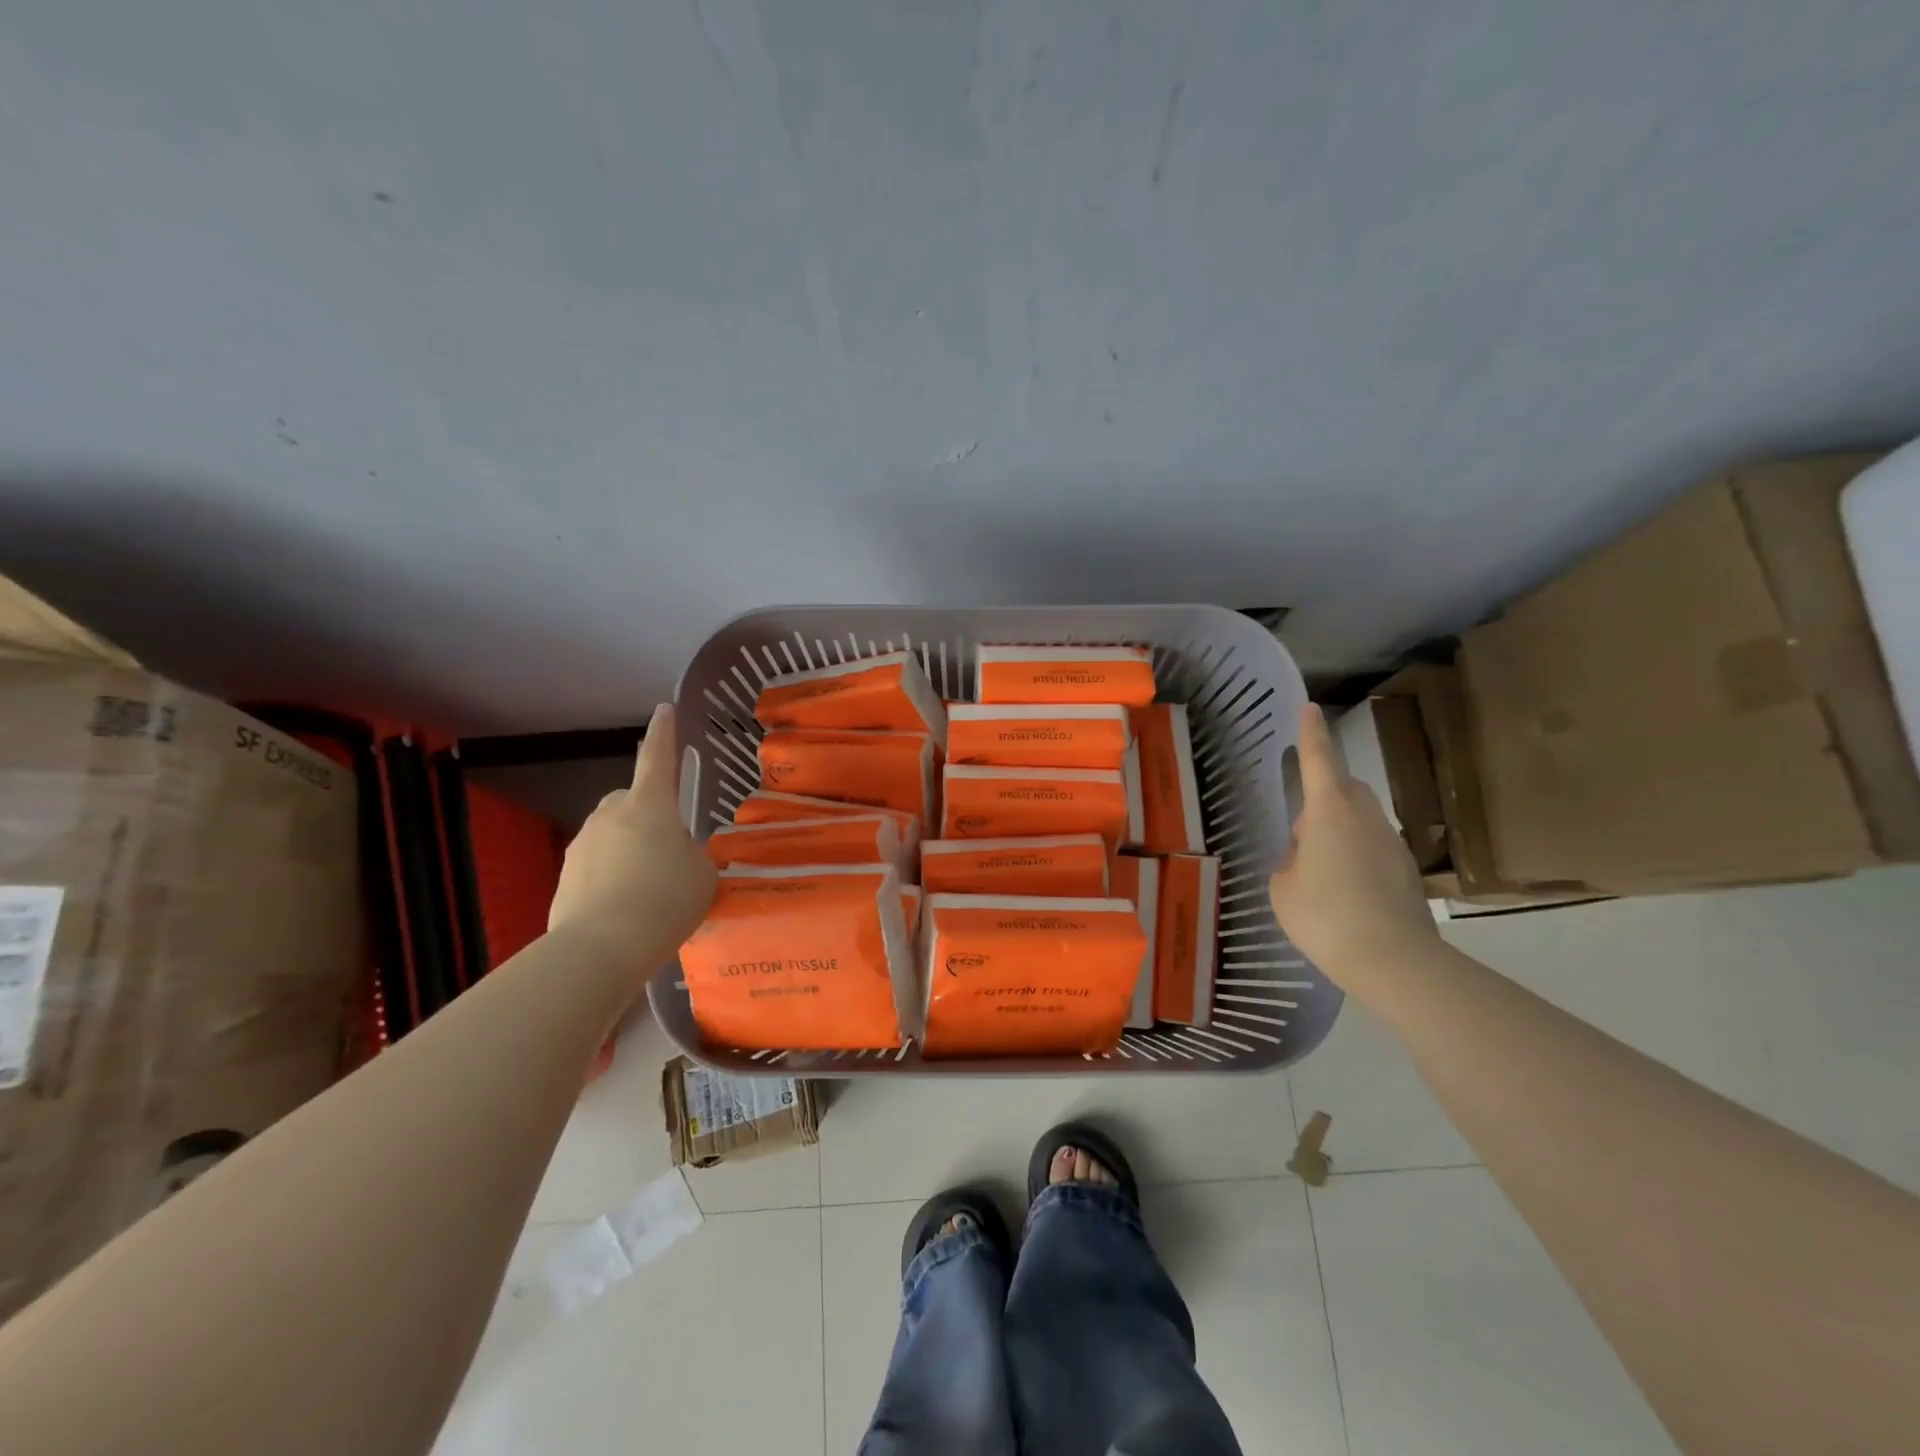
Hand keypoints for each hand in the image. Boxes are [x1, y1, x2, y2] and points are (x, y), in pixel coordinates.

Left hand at [549, 704, 717, 956]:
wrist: (601, 948)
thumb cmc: (665, 900)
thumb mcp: (702, 874)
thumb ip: (692, 855)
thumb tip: (676, 856)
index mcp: (650, 805)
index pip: (658, 757)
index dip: (664, 733)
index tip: (664, 710)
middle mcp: (611, 816)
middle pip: (631, 801)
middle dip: (646, 816)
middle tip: (667, 849)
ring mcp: (582, 846)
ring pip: (612, 837)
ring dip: (629, 852)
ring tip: (649, 892)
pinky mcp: (564, 878)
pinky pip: (596, 869)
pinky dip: (611, 880)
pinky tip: (627, 911)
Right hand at [1268, 703, 1438, 986]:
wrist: (1394, 961)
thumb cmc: (1325, 915)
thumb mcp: (1283, 887)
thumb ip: (1290, 861)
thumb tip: (1306, 855)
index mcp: (1329, 811)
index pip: (1318, 760)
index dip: (1310, 734)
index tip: (1309, 708)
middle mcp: (1365, 817)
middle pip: (1343, 788)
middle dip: (1322, 794)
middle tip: (1299, 830)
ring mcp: (1391, 843)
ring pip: (1359, 818)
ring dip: (1338, 828)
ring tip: (1318, 868)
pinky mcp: (1406, 870)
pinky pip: (1372, 847)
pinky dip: (1355, 856)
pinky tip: (1343, 892)